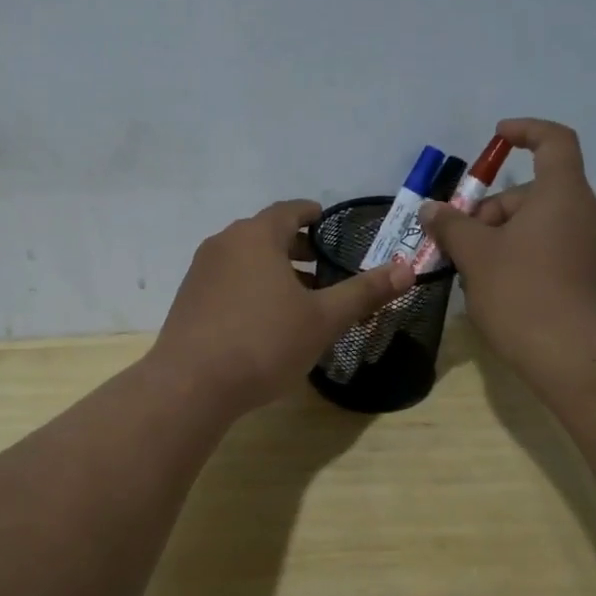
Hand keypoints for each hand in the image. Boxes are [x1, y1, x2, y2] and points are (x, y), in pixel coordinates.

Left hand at [150, 200, 414, 416]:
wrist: (191, 384)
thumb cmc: (264, 342)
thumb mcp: (323, 319)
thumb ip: (364, 292)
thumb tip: (407, 269)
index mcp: (256, 236)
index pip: (288, 211)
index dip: (312, 214)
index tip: (327, 223)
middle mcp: (223, 244)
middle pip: (265, 235)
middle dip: (296, 248)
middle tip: (323, 267)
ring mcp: (200, 272)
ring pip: (245, 260)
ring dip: (273, 271)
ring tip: (299, 298)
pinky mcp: (188, 301)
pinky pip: (227, 282)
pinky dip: (250, 288)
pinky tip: (264, 321)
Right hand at [419, 118, 595, 387]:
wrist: (573, 357)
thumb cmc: (522, 294)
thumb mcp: (475, 256)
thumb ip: (451, 226)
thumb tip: (431, 209)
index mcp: (562, 195)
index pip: (554, 141)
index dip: (526, 131)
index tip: (497, 138)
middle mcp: (586, 213)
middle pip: (535, 192)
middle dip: (492, 210)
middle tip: (459, 242)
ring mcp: (594, 247)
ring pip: (541, 224)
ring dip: (503, 237)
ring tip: (472, 271)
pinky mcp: (592, 277)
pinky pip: (553, 250)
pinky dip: (524, 256)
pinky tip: (498, 289)